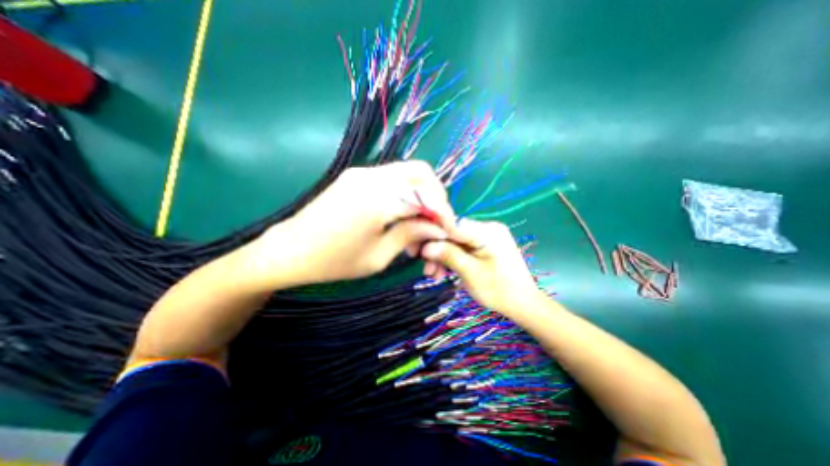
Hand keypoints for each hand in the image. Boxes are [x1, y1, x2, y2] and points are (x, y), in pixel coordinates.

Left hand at [257, 162, 456, 286]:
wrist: (288, 250)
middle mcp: (372, 176)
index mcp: (378, 199)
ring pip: (408, 172)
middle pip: (421, 172)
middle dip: (437, 196)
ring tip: (420, 222)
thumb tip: (437, 227)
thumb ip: (411, 235)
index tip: (450, 231)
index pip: (426, 196)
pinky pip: (392, 177)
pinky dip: (406, 192)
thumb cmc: (334, 261)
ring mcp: (362, 172)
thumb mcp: (379, 257)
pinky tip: (402, 214)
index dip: (444, 213)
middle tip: (437, 221)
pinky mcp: (356, 175)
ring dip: (422, 193)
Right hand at [419, 218, 541, 314]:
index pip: (452, 225)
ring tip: (434, 276)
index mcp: (487, 231)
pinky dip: (453, 258)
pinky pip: (464, 247)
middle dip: (438, 251)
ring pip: (456, 242)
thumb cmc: (499, 290)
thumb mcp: (470, 273)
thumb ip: (448, 255)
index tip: (419, 252)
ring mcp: (487, 236)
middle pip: (453, 234)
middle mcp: (487, 228)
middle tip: (427, 271)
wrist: (523, 304)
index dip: (433, 236)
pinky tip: (445, 272)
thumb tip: (425, 247)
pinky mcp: (486, 245)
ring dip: (444, 257)